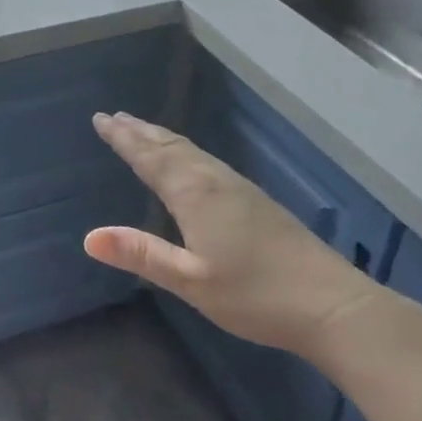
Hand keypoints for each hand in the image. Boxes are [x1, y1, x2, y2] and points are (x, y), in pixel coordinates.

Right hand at [83, 112, 382, 360]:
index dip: (123, 139)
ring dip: (161, 137)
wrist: (332, 304)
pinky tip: (188, 160)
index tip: (100, 119)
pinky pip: (205, 159)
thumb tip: (89, 237)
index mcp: (193, 193)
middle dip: (139, 130)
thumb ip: (141, 255)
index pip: (149, 157)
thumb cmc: (255, 296)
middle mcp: (213, 179)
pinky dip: (183, 149)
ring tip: (142, 129)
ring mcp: (237, 186)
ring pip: (190, 150)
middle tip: (114, 116)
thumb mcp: (191, 282)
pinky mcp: (254, 198)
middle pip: (169, 146)